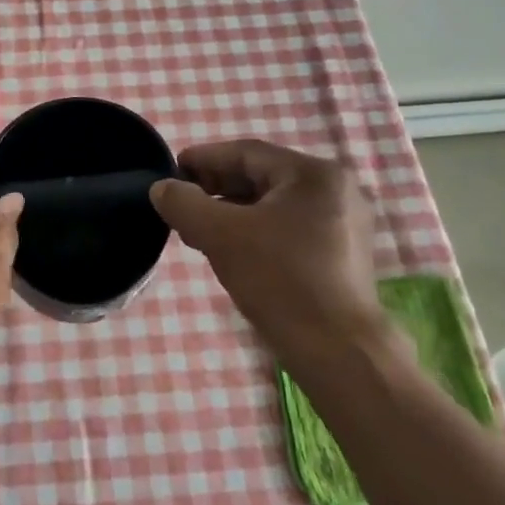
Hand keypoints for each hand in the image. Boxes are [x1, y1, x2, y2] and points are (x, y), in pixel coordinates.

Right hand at [150, 140, 388, 360]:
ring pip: (273, 204)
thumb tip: (162, 188)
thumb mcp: (221, 236)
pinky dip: (255, 230)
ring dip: (232, 212)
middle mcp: (335, 189)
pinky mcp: (340, 253)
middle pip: (261, 177)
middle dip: (216, 188)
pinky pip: (288, 227)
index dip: (203, 159)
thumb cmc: (280, 281)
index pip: (246, 153)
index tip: (171, 171)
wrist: (338, 351)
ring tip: (197, 229)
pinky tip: (229, 248)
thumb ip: (185, 204)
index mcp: (313, 174)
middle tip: (180, 203)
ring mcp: (342, 223)